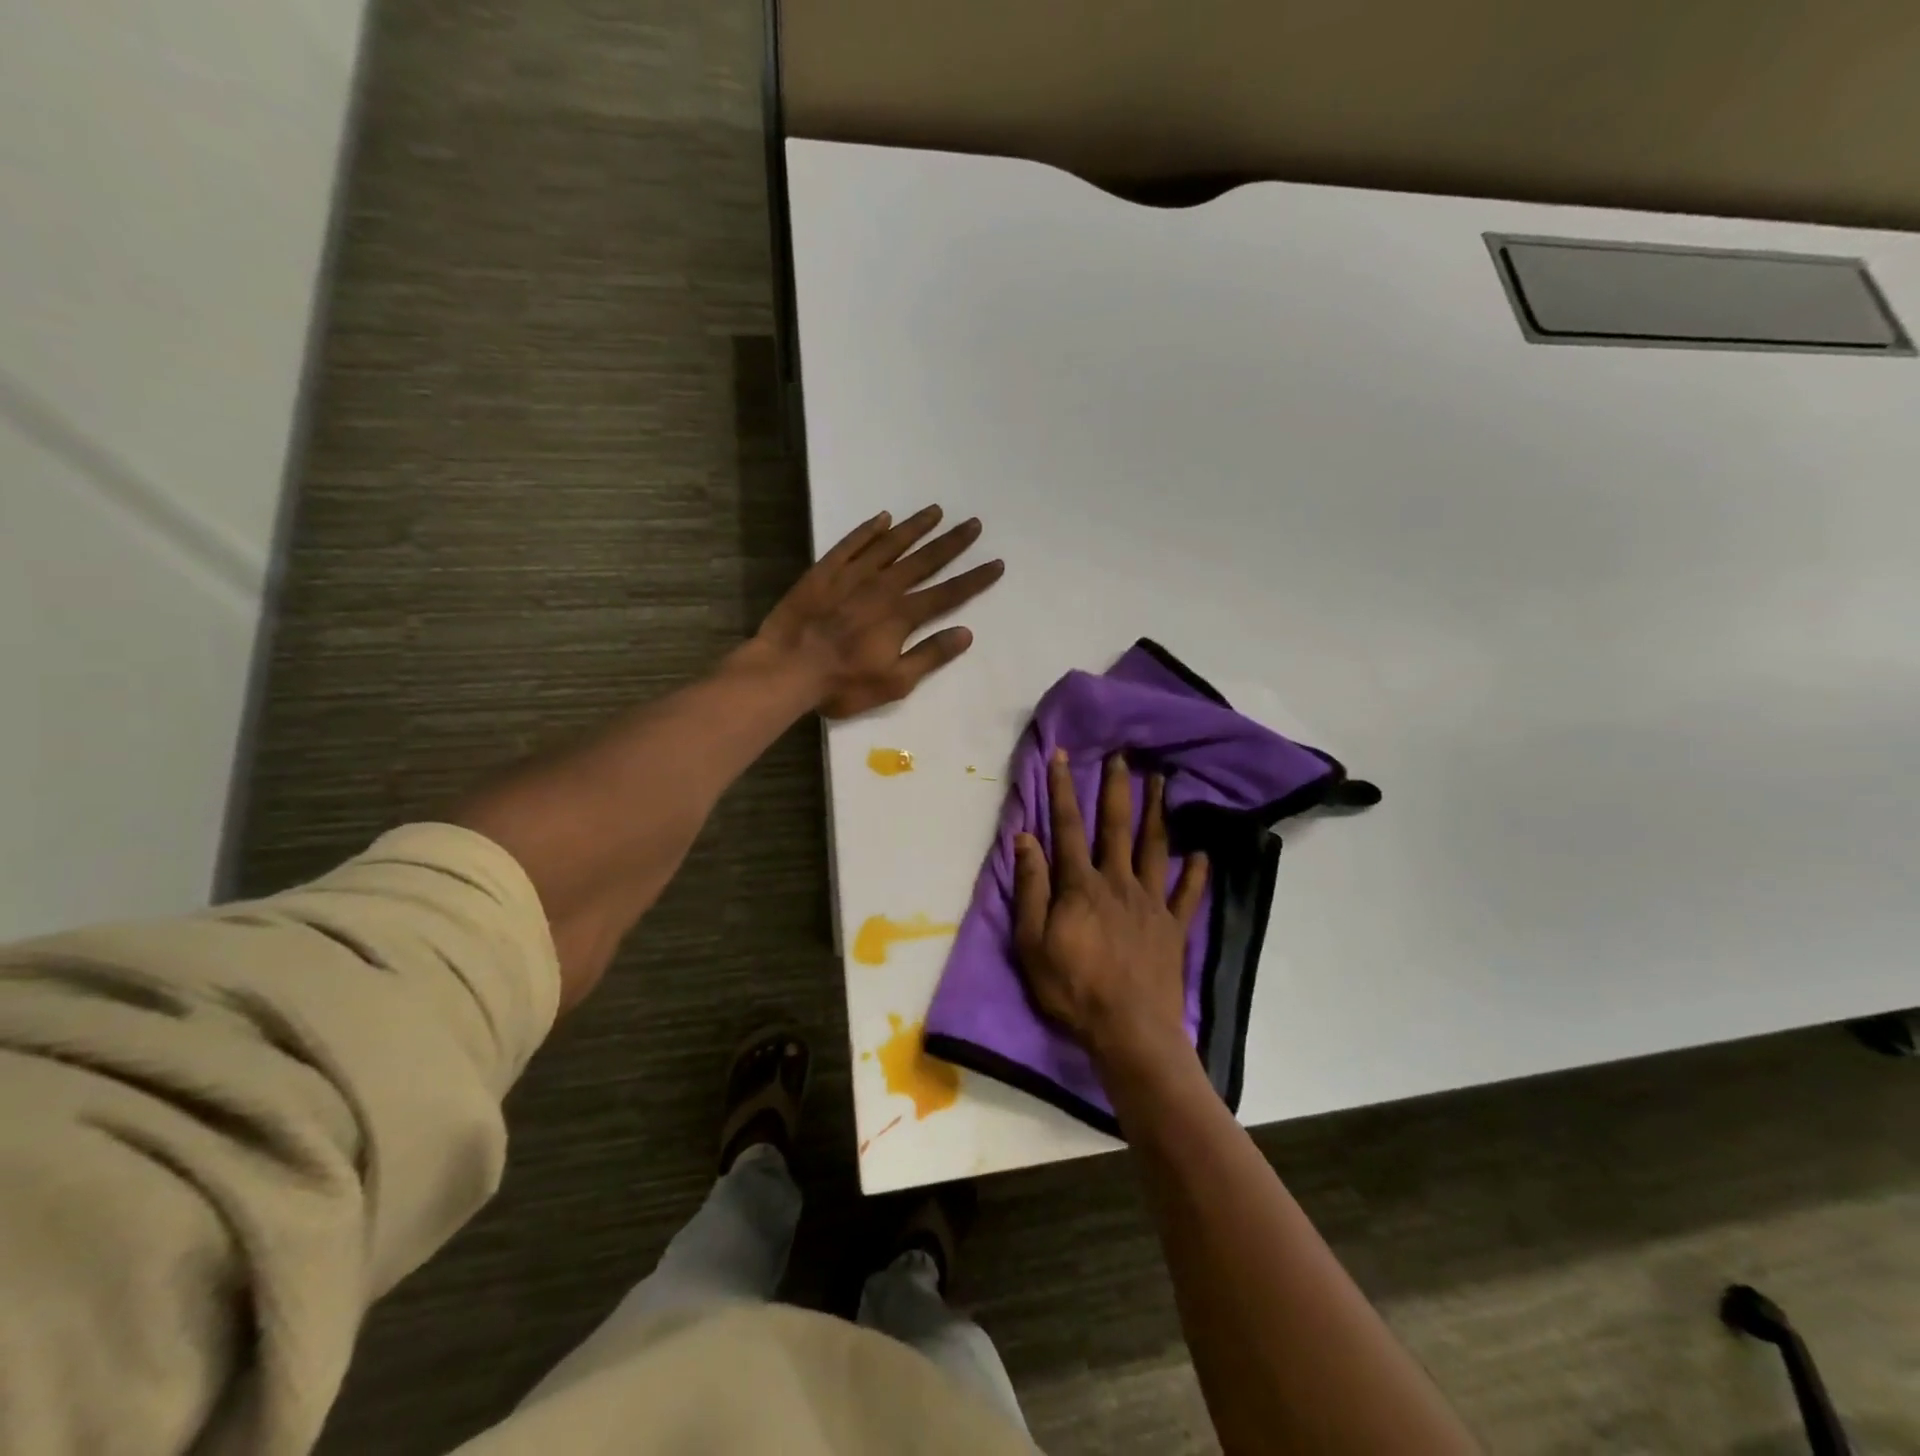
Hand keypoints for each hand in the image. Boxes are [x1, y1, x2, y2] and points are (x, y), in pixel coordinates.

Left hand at [755, 505, 1004, 718]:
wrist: (787, 668)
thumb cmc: (843, 683)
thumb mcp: (894, 682)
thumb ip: (930, 655)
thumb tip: (965, 633)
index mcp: (902, 615)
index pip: (948, 593)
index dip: (974, 579)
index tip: (996, 563)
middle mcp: (882, 587)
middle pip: (924, 560)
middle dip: (952, 543)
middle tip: (973, 523)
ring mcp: (852, 575)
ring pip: (890, 544)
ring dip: (915, 527)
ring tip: (936, 511)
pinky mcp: (824, 571)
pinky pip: (851, 543)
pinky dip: (868, 530)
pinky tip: (883, 518)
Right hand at [1013, 750, 1208, 1075]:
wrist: (1130, 1031)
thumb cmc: (1073, 988)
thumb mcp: (1032, 942)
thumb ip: (1030, 888)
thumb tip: (1026, 838)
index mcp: (1081, 885)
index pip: (1068, 827)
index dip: (1063, 789)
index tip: (1061, 756)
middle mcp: (1119, 882)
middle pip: (1117, 826)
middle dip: (1117, 788)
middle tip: (1123, 755)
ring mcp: (1151, 903)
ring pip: (1156, 848)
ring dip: (1158, 813)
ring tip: (1163, 782)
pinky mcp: (1174, 927)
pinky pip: (1188, 894)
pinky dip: (1196, 872)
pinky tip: (1203, 853)